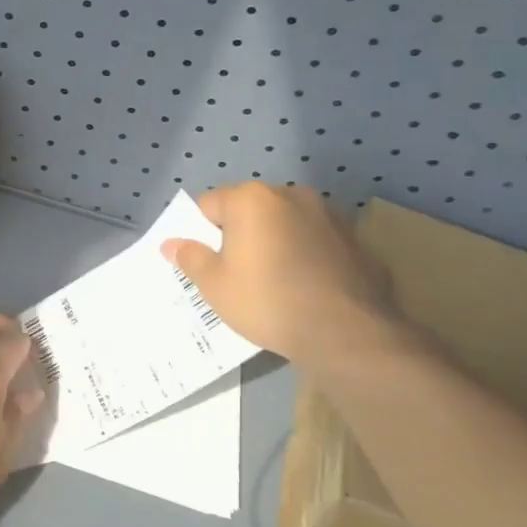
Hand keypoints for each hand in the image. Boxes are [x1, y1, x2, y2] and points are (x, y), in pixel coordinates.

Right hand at [161, 182, 395, 366]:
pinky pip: (316, 241)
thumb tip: (171, 244)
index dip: (201, 233)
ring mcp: (328, 214)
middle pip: (250, 209)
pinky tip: (306, 287)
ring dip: (276, 241)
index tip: (206, 262)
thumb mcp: (215, 286)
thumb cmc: (267, 301)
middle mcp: (291, 194)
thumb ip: (191, 258)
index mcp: (251, 199)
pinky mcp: (355, 239)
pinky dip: (306, 255)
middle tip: (237, 273)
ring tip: (275, 281)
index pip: (209, 204)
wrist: (345, 332)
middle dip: (240, 233)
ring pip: (286, 223)